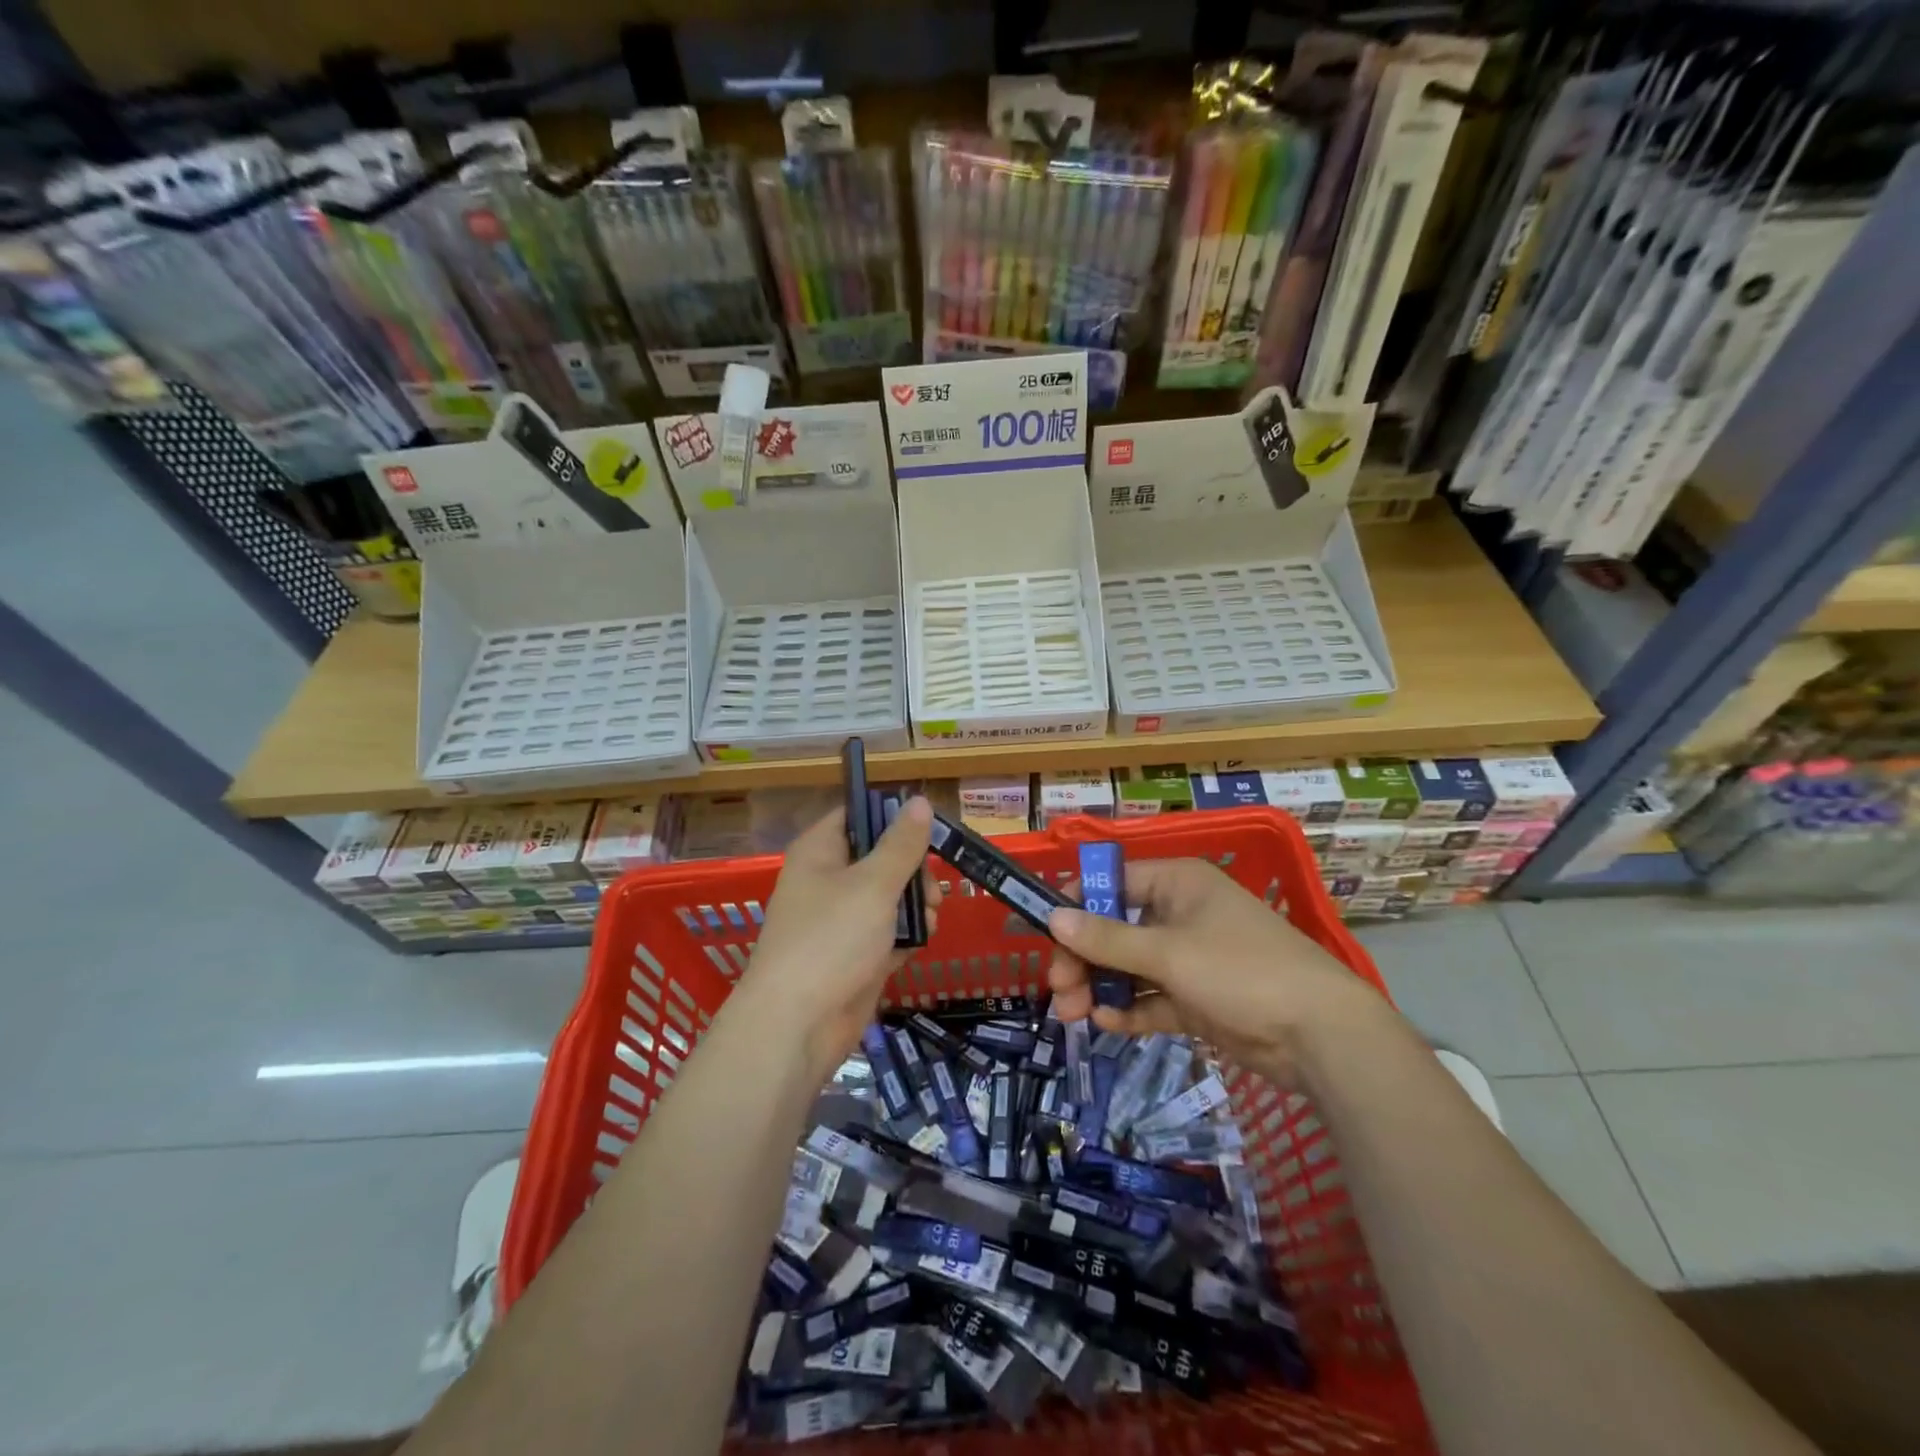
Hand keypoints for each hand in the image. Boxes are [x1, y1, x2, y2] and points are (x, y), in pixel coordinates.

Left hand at [737, 798, 941, 1077]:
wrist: (796, 1026)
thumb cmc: (831, 940)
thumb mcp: (873, 884)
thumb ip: (901, 844)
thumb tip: (919, 801)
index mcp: (820, 851)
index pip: (856, 814)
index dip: (891, 818)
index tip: (926, 832)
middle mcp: (826, 880)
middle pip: (879, 857)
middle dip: (913, 870)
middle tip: (931, 890)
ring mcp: (839, 920)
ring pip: (887, 897)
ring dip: (914, 905)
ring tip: (930, 919)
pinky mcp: (852, 955)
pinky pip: (885, 933)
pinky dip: (904, 936)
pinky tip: (921, 943)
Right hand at [1046, 858, 1389, 1087]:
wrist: (1320, 1036)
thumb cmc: (1239, 970)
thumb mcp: (1167, 952)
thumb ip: (1106, 939)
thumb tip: (1052, 917)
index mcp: (1177, 883)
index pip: (1113, 882)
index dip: (1078, 904)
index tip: (1046, 933)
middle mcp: (1180, 914)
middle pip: (1116, 928)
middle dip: (1084, 957)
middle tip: (1058, 990)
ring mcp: (1190, 958)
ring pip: (1130, 966)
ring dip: (1100, 987)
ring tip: (1073, 1015)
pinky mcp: (1197, 998)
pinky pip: (1152, 997)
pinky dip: (1129, 1009)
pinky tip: (1106, 1024)